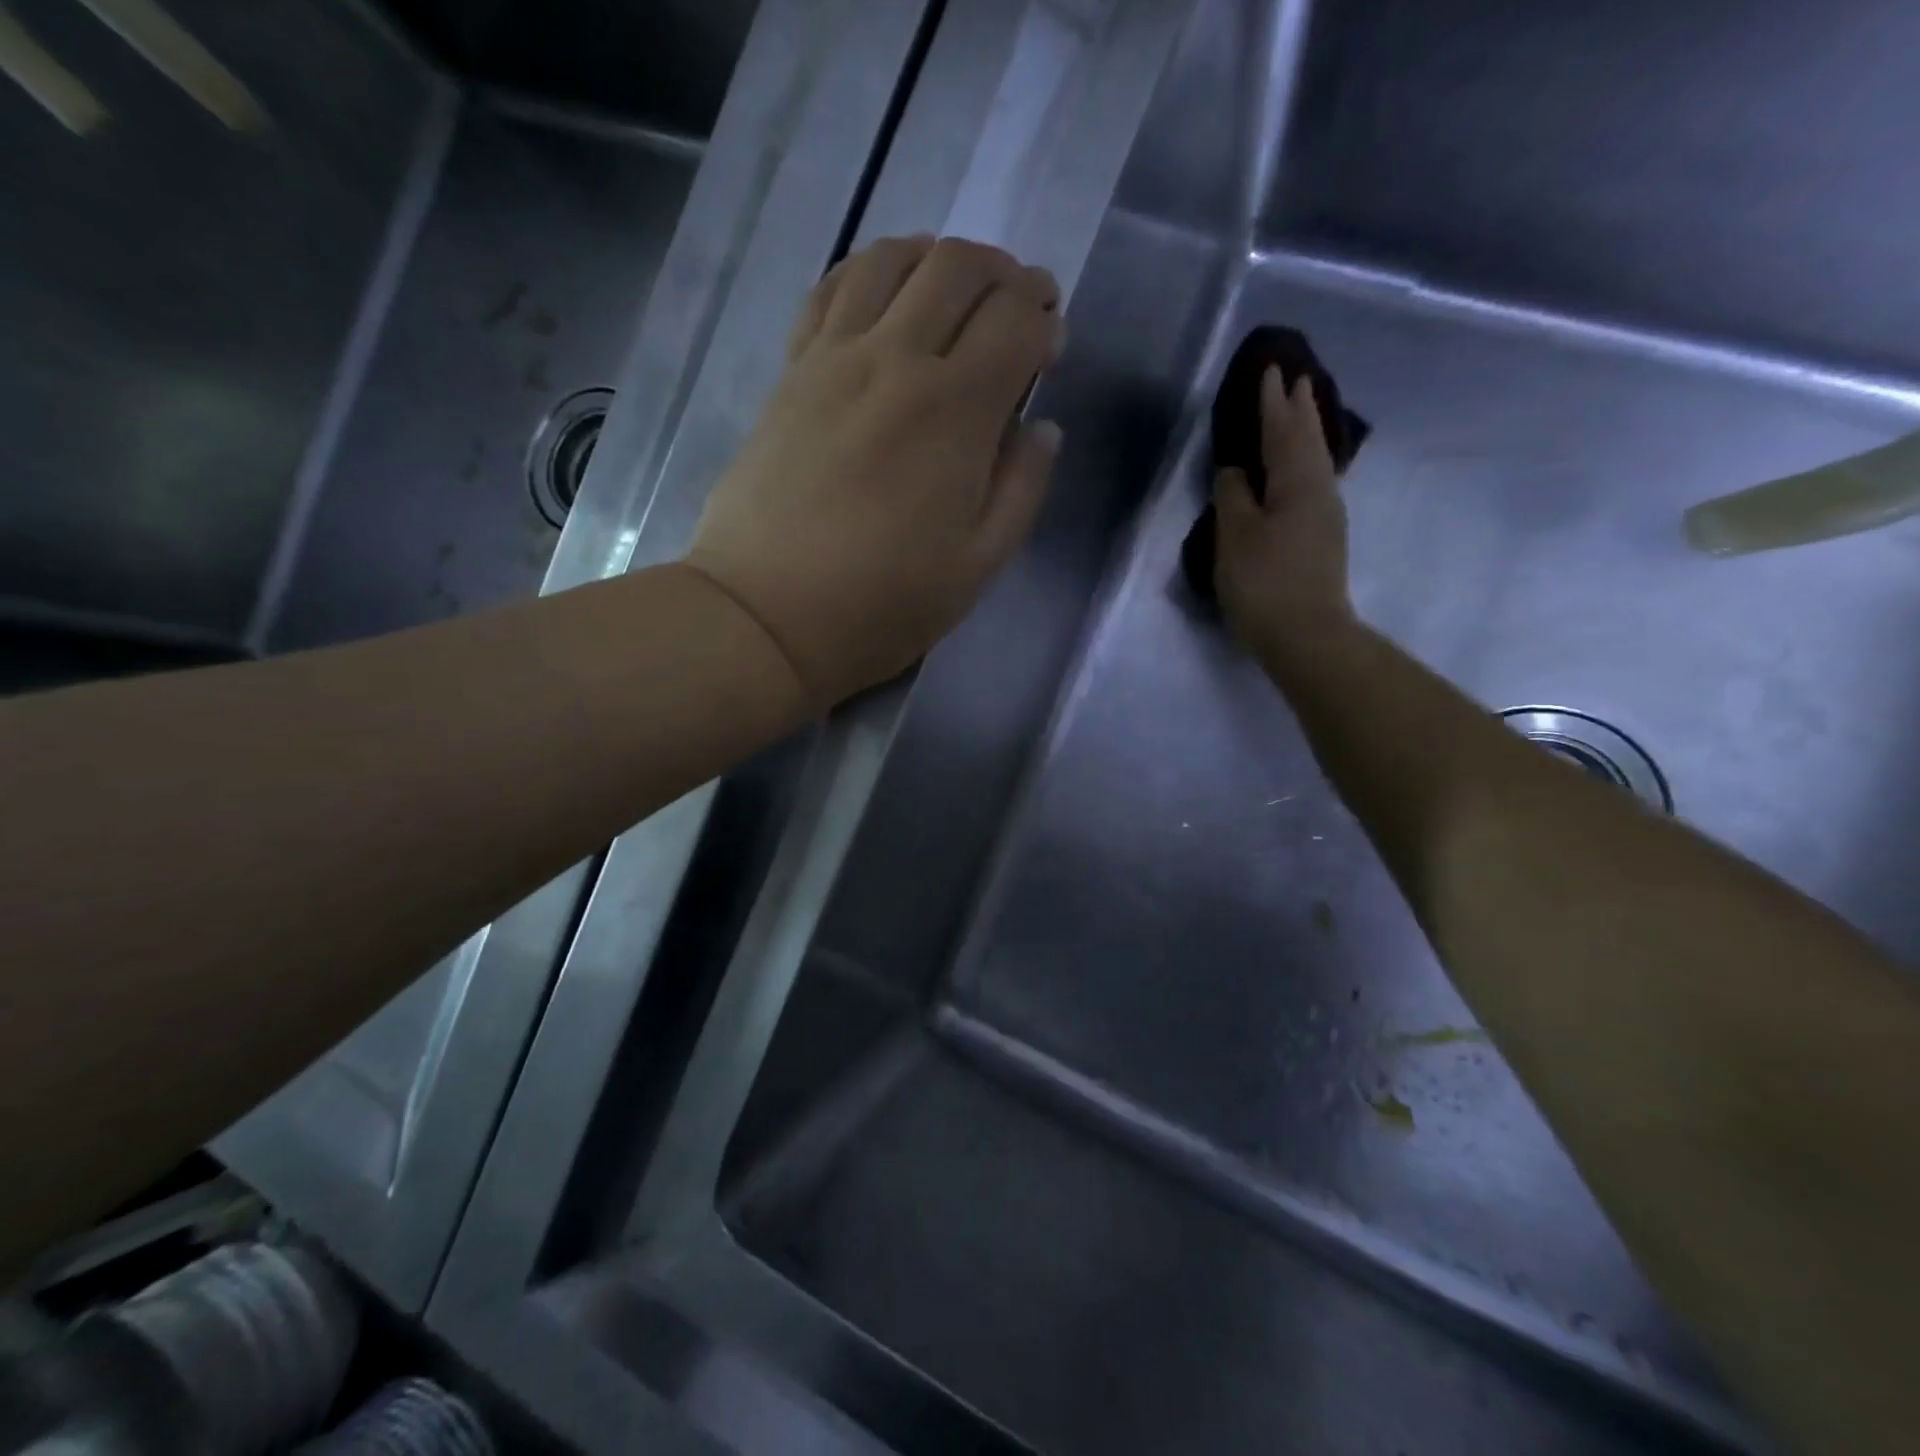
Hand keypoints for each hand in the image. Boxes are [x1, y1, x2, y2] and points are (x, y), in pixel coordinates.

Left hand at [685, 235, 1065, 709]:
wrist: (765, 616)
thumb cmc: (881, 606)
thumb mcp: (977, 567)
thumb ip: (1021, 490)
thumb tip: (1042, 429)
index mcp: (953, 412)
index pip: (1015, 321)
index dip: (1045, 321)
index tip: (1051, 350)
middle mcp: (895, 361)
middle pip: (959, 267)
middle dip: (1005, 274)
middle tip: (1020, 307)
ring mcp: (833, 359)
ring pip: (892, 260)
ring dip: (939, 258)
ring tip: (957, 290)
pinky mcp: (791, 372)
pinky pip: (831, 289)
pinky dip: (871, 272)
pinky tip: (885, 295)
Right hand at [1213, 367, 1354, 658]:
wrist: (1306, 635)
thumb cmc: (1264, 581)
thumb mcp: (1235, 535)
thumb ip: (1232, 495)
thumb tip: (1235, 470)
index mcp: (1296, 481)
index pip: (1281, 430)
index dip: (1272, 402)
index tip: (1271, 370)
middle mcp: (1319, 489)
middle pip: (1308, 440)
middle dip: (1299, 409)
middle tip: (1297, 379)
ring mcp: (1326, 516)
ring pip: (1316, 461)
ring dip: (1307, 433)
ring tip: (1302, 414)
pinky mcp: (1323, 540)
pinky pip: (1314, 483)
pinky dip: (1305, 463)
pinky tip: (1301, 470)